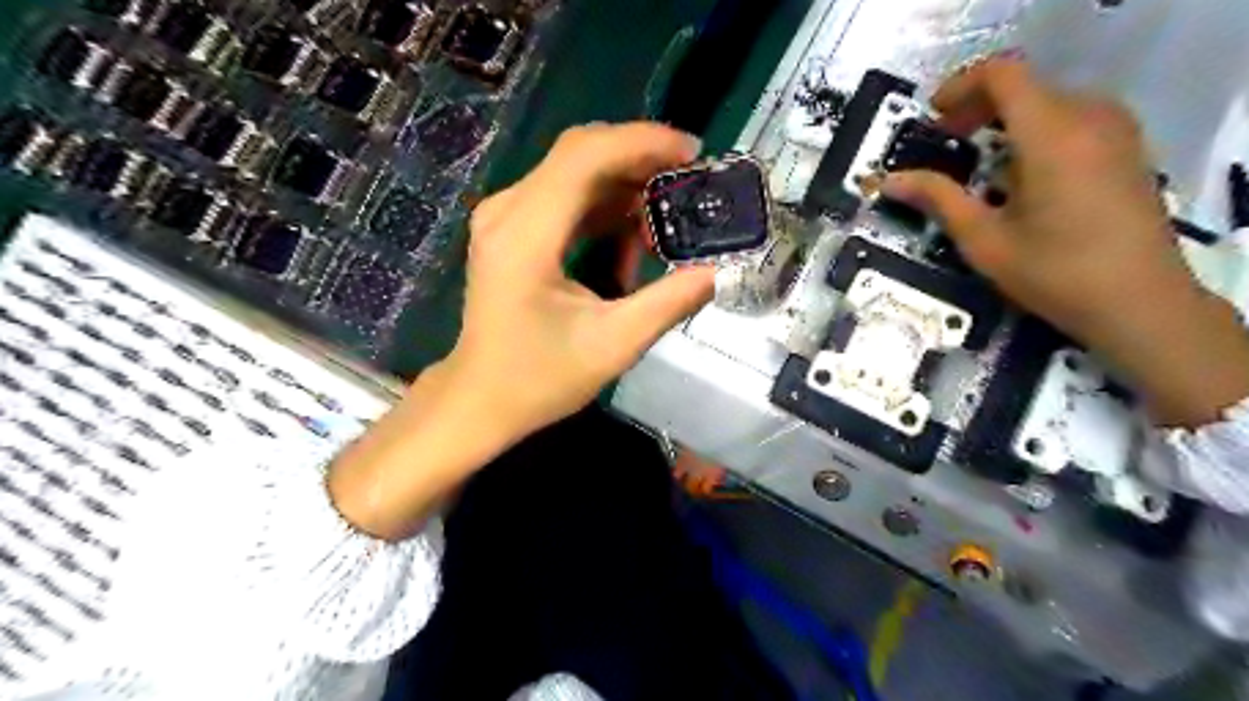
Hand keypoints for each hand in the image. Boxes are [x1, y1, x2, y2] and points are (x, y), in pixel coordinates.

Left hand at [325, 119, 712, 534]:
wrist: (480, 398)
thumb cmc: (539, 379)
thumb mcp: (612, 346)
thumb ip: (668, 303)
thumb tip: (717, 272)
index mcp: (526, 235)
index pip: (585, 156)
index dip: (642, 142)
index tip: (692, 153)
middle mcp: (507, 210)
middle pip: (579, 154)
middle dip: (639, 159)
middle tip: (690, 182)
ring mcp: (505, 217)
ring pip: (574, 172)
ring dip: (624, 187)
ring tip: (667, 219)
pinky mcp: (511, 229)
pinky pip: (564, 197)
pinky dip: (604, 208)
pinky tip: (632, 238)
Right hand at [882, 58, 1247, 427]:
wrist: (1138, 303)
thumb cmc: (1053, 273)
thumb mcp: (983, 239)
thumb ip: (937, 199)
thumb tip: (887, 181)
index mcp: (1051, 135)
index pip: (1003, 74)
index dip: (960, 86)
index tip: (932, 118)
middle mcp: (1090, 118)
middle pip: (1026, 85)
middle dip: (978, 106)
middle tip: (947, 139)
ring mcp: (1116, 131)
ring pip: (1050, 100)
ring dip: (1007, 118)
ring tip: (980, 158)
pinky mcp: (1127, 149)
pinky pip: (1074, 117)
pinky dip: (1037, 129)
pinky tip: (1021, 173)